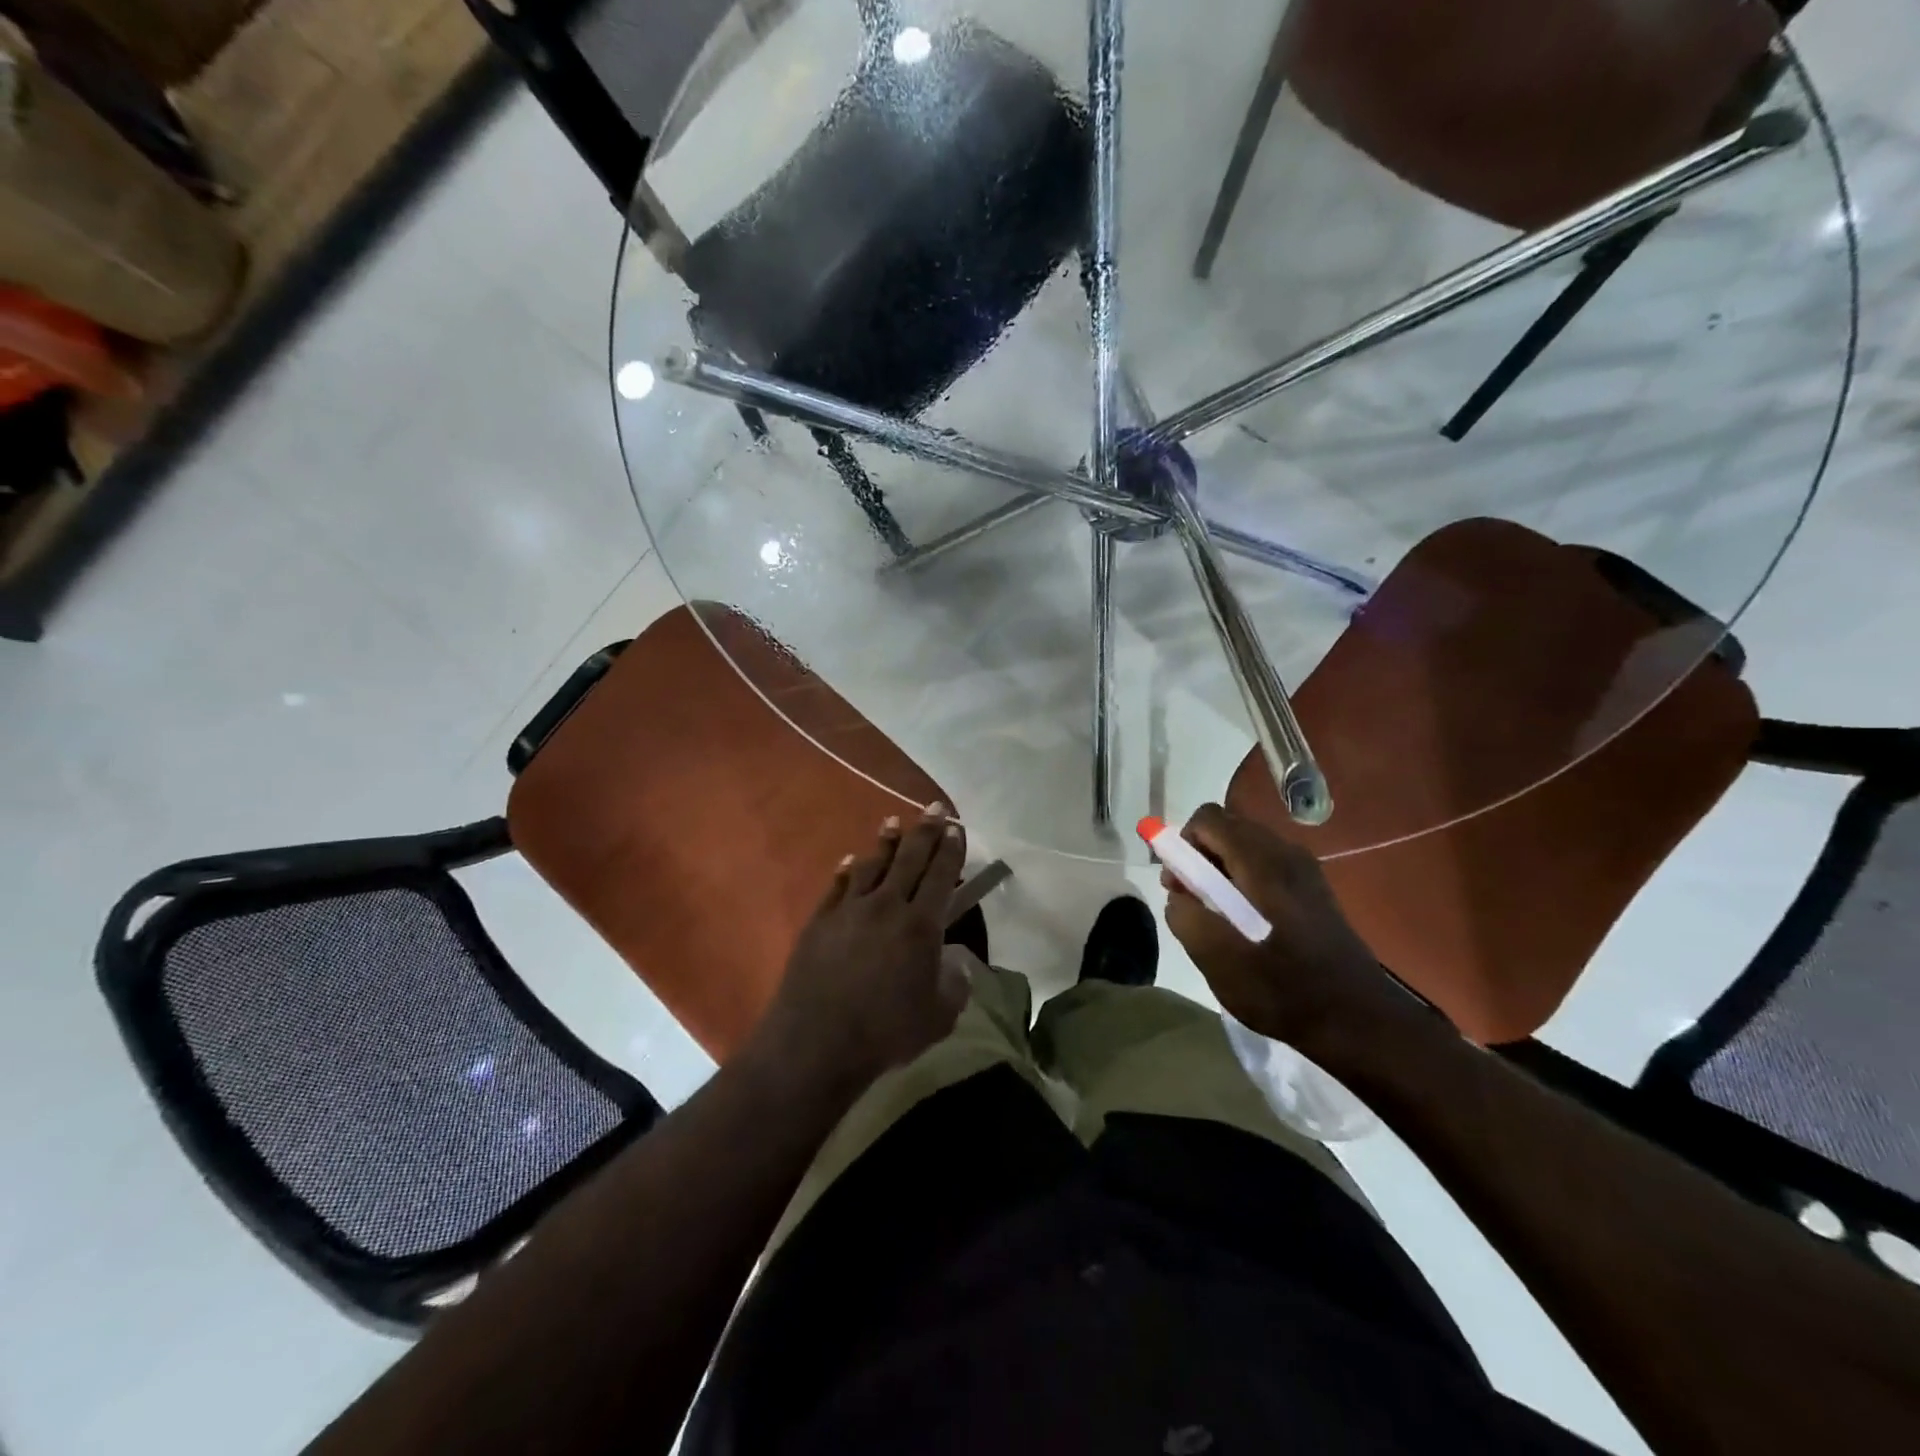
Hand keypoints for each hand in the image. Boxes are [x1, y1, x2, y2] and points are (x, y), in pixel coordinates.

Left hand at [751, 803, 971, 1095]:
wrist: (817, 1042)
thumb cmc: (886, 1031)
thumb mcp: (940, 1016)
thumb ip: (956, 983)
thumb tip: (955, 960)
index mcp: (921, 925)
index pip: (941, 876)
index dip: (951, 850)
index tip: (957, 828)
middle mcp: (887, 906)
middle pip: (910, 859)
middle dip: (925, 831)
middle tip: (935, 808)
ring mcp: (849, 910)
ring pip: (872, 865)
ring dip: (886, 842)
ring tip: (893, 822)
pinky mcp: (820, 921)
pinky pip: (838, 886)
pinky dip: (847, 870)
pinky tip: (851, 861)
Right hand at [1162, 803, 1409, 1050]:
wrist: (1358, 1020)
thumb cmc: (1283, 989)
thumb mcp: (1218, 960)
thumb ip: (1186, 918)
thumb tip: (1178, 897)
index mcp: (1261, 863)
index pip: (1208, 819)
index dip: (1182, 843)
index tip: (1180, 884)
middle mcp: (1285, 853)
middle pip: (1227, 827)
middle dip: (1200, 855)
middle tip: (1193, 900)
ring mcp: (1304, 869)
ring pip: (1246, 846)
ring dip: (1221, 870)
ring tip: (1219, 915)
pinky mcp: (1314, 888)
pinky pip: (1266, 864)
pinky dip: (1245, 880)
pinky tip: (1248, 922)